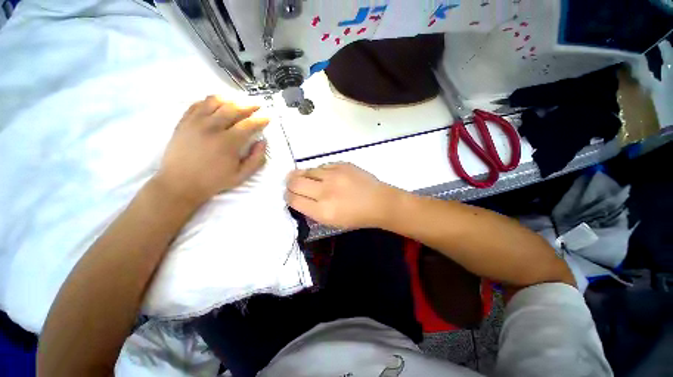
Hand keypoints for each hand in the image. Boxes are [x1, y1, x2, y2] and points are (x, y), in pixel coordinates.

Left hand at [154, 95, 267, 206]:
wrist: (179, 183)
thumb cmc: (213, 181)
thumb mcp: (241, 176)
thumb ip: (256, 160)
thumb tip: (263, 142)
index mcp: (227, 143)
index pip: (248, 124)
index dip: (260, 119)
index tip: (268, 117)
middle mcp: (211, 128)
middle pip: (233, 108)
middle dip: (249, 105)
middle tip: (257, 105)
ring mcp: (195, 122)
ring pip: (215, 101)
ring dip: (230, 99)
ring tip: (239, 101)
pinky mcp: (184, 122)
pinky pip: (198, 104)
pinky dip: (210, 100)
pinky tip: (217, 103)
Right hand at [285, 163, 399, 228]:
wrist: (379, 202)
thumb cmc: (356, 216)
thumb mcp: (332, 222)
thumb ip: (312, 210)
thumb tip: (299, 197)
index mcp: (322, 211)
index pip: (293, 200)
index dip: (288, 197)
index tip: (290, 195)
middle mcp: (325, 191)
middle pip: (294, 182)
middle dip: (289, 184)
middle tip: (292, 184)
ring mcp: (334, 175)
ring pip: (306, 170)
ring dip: (303, 175)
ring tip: (308, 179)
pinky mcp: (341, 164)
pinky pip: (321, 165)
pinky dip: (319, 171)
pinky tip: (325, 176)